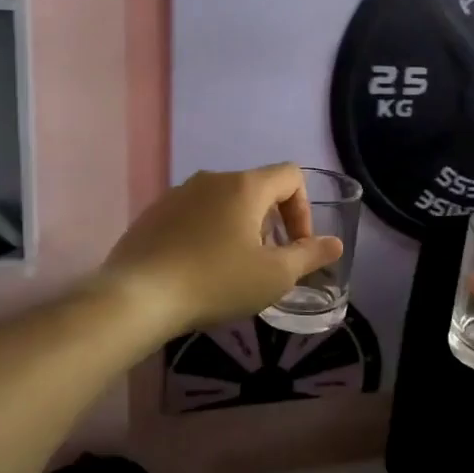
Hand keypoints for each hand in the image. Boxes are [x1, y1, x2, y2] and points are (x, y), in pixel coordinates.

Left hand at [101, 165, 343, 335]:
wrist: (138, 297)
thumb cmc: (216, 282)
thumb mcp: (274, 276)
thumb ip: (310, 256)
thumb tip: (335, 244)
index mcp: (245, 186)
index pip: (291, 175)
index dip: (304, 209)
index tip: (295, 246)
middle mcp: (212, 179)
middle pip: (257, 188)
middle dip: (271, 222)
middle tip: (267, 262)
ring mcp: (178, 193)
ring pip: (223, 202)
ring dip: (239, 228)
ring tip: (233, 268)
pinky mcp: (154, 213)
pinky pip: (193, 214)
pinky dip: (207, 233)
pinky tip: (198, 269)